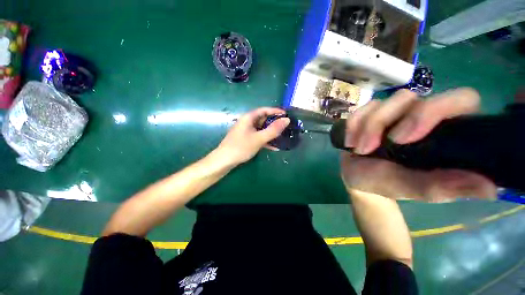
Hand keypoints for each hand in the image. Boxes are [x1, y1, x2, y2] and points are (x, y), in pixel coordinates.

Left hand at [216, 107, 289, 165]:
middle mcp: (247, 122)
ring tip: (283, 137)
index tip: (287, 115)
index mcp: (249, 117)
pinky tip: (274, 147)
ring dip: (271, 133)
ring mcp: (246, 131)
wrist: (224, 161)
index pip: (265, 110)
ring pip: (262, 129)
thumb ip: (273, 130)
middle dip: (275, 124)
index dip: (276, 111)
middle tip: (286, 128)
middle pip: (263, 119)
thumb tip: (287, 120)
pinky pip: (258, 136)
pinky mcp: (246, 139)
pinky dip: (266, 140)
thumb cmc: (241, 147)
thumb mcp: (259, 138)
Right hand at [341, 88, 497, 201]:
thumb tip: (489, 188)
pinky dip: (352, 125)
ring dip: (365, 128)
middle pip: (411, 96)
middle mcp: (421, 115)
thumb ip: (443, 187)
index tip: (403, 139)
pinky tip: (350, 142)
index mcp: (444, 132)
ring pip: (381, 103)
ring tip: (359, 149)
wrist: (357, 177)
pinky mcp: (370, 114)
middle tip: (370, 146)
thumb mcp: (412, 189)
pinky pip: (360, 110)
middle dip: (384, 120)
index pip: (460, 100)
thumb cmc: (385, 183)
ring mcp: (393, 113)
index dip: (434, 111)